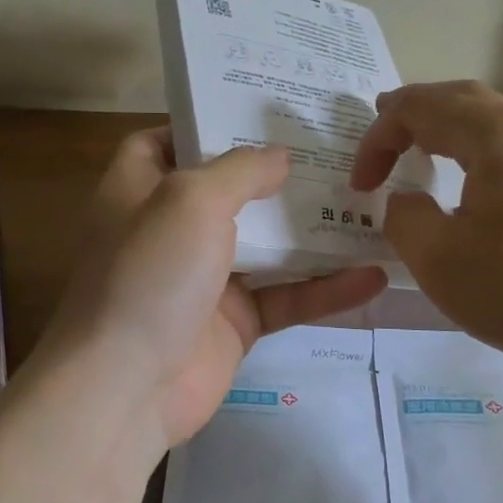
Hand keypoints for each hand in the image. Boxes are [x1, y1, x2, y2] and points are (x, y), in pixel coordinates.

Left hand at [45, 129, 387, 449]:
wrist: (126, 390)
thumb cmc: (150, 273)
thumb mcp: (191, 199)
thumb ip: (240, 169)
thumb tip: (281, 156)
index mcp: (141, 190)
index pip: (166, 142)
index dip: (204, 123)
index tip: (257, 112)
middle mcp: (172, 229)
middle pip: (229, 190)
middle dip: (278, 173)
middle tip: (337, 150)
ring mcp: (205, 278)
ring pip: (268, 244)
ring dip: (315, 229)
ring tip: (371, 204)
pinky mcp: (234, 323)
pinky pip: (286, 296)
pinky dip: (327, 289)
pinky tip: (375, 276)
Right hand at [350, 81, 502, 366]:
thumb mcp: (439, 259)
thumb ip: (404, 217)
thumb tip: (405, 200)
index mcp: (495, 136)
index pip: (419, 108)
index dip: (378, 139)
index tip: (360, 185)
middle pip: (460, 98)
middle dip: (413, 112)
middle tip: (382, 131)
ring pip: (490, 120)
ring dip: (446, 129)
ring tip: (419, 149)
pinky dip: (474, 150)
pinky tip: (469, 185)